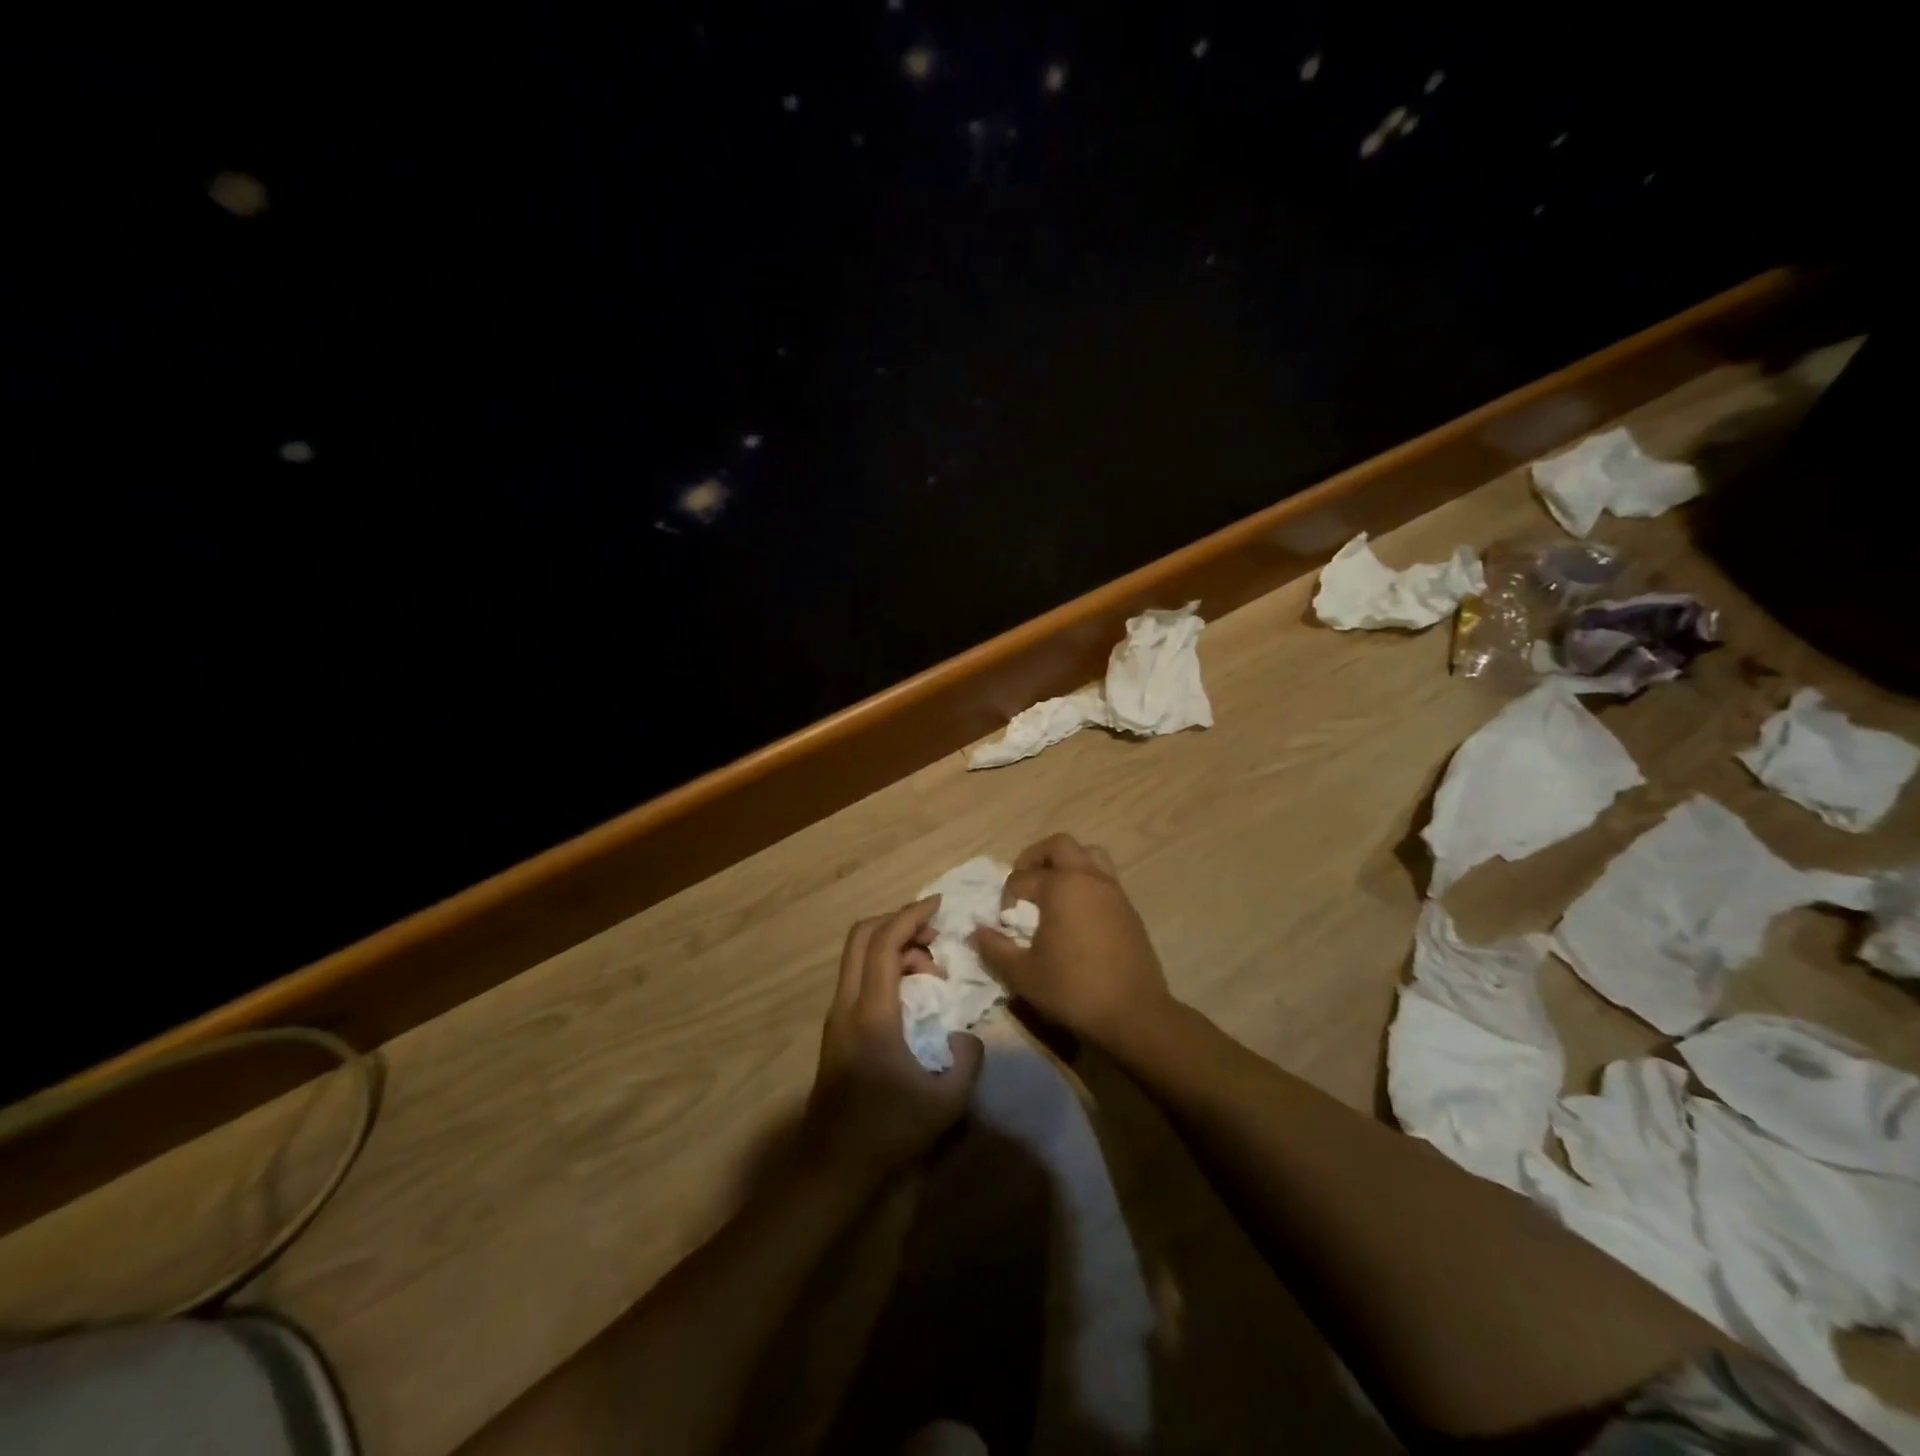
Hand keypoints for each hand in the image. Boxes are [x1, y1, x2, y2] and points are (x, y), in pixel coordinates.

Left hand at [804, 898, 983, 1183]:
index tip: (939, 904)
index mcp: (872, 1013)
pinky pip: (858, 977)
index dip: (912, 915)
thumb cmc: (888, 1132)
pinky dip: (884, 968)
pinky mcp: (836, 1029)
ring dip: (893, 947)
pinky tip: (911, 996)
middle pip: (862, 936)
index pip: (886, 942)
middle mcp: (847, 1004)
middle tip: (935, 933)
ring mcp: (837, 1016)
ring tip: (929, 973)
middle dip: (899, 921)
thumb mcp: (946, 1101)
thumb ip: (967, 1058)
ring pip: (858, 956)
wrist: (832, 1167)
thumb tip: (965, 1035)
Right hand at [972, 834, 1176, 1049]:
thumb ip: (994, 948)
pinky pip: (1104, 877)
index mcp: (1061, 886)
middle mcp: (1088, 878)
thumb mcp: (1022, 975)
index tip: (1005, 924)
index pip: (1021, 878)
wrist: (1134, 1014)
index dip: (1006, 898)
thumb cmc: (1073, 990)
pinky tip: (1076, 913)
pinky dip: (1085, 882)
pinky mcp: (1128, 908)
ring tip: (1051, 889)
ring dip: (1066, 863)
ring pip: (1089, 854)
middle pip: (1059, 845)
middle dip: (1035, 858)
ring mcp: (1113, 890)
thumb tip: (977, 931)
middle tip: (1023, 883)